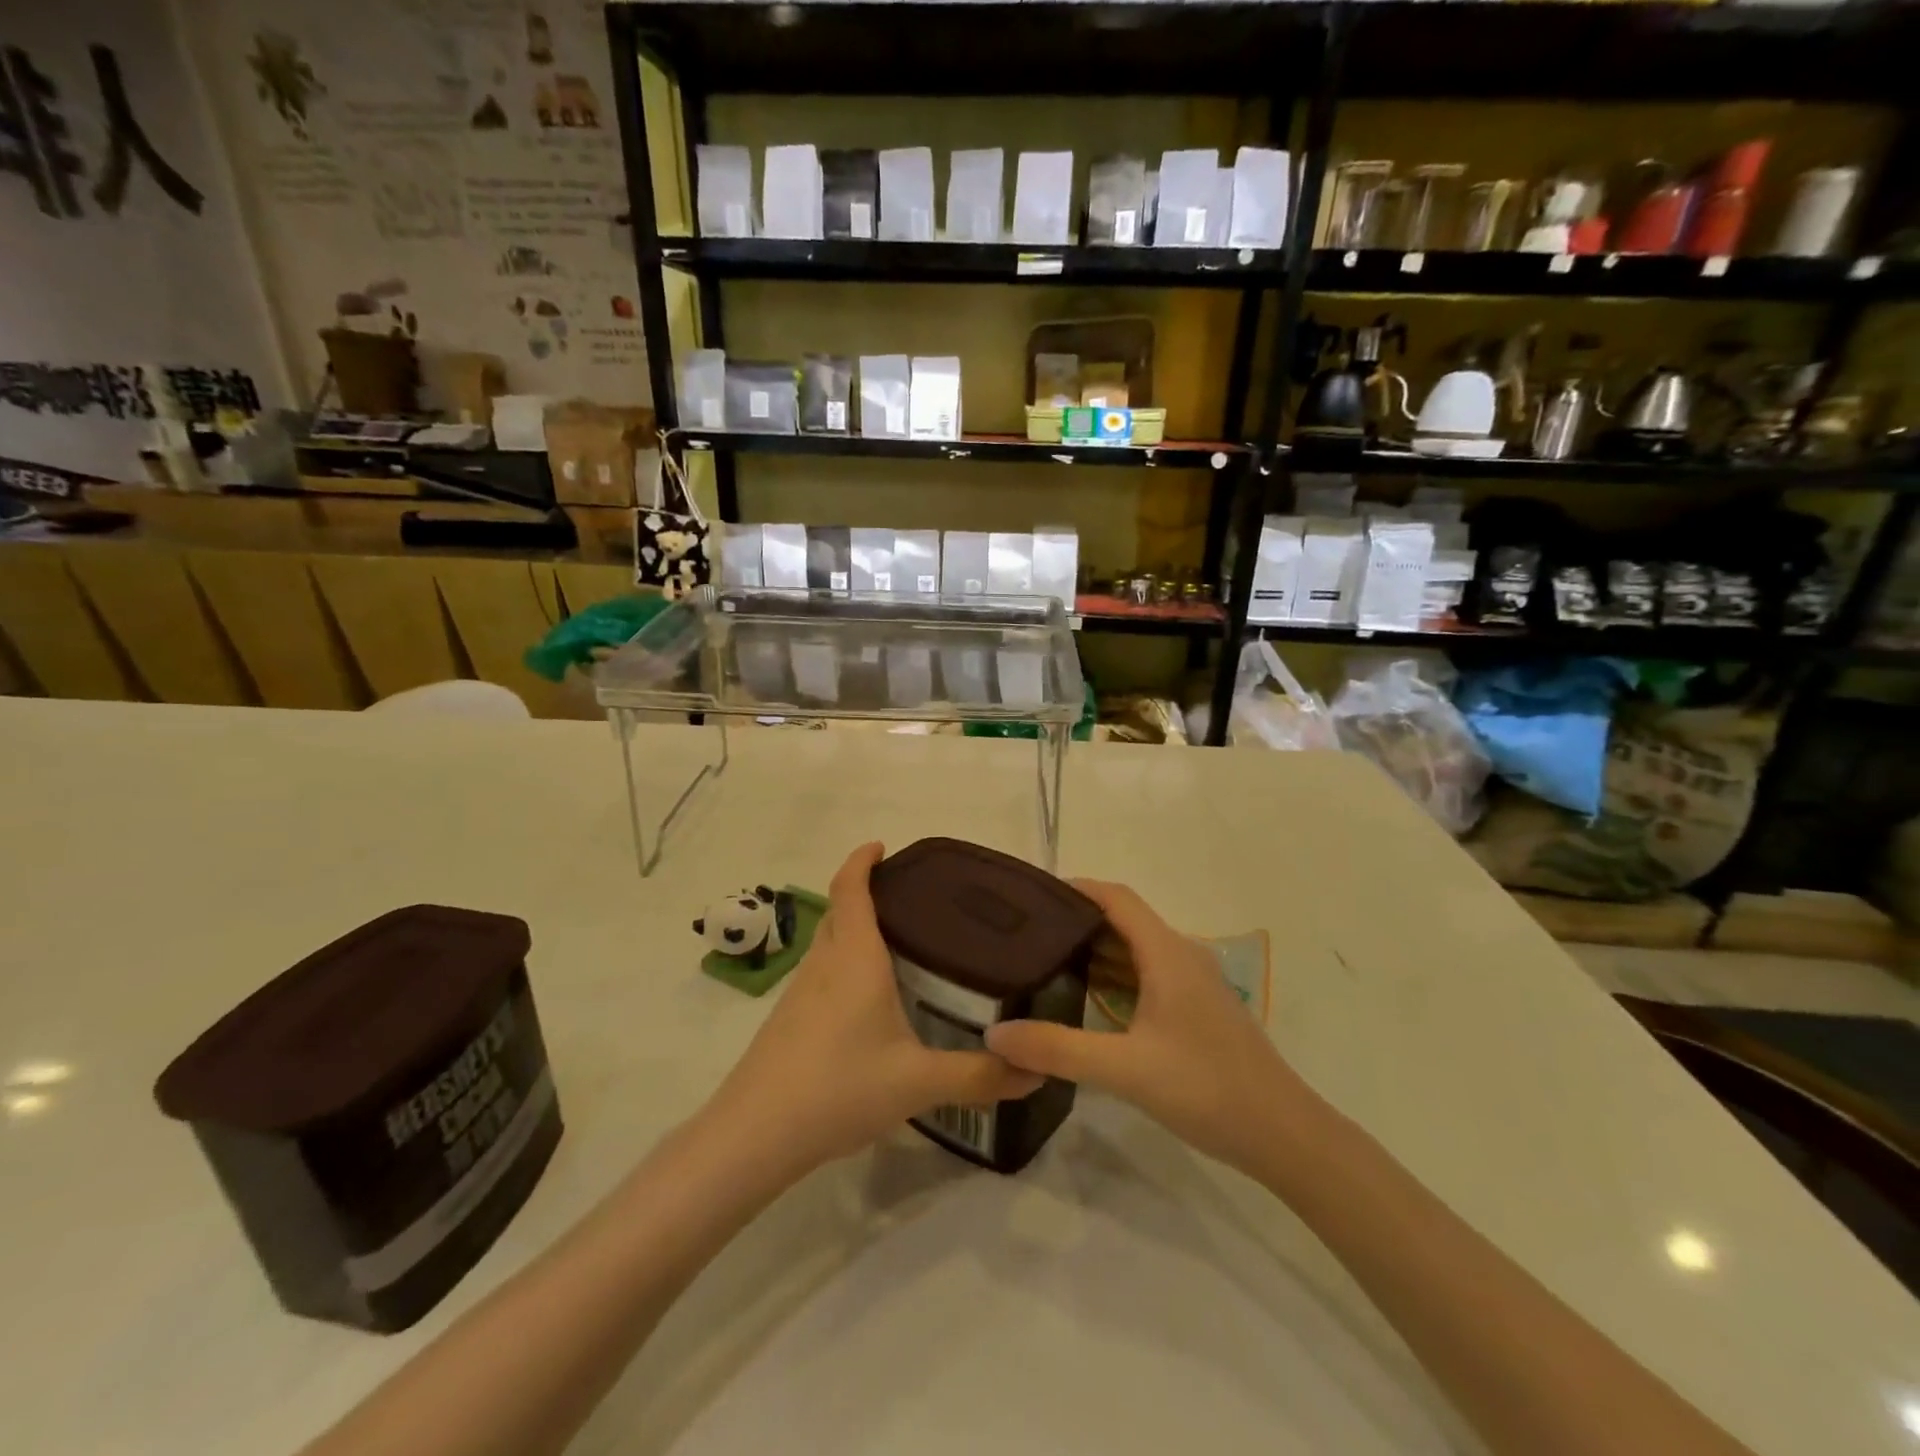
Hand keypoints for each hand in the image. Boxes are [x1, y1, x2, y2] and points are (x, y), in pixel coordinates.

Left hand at [702, 843, 1041, 1177]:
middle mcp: (824, 964)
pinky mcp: (788, 1020)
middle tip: (911, 901)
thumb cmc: (840, 1086)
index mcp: (854, 957)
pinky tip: (868, 1002)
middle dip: (866, 894)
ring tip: (898, 946)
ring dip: (853, 930)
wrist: (755, 1134)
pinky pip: (821, 974)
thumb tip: (1035, 1074)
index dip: (862, 860)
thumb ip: (979, 1076)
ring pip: (829, 944)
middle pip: (839, 911)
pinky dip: (844, 965)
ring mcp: (799, 992)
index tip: (882, 847)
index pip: (851, 889)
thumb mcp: (918, 1082)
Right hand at [986, 880, 1314, 1177]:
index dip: (1075, 889)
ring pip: (1136, 951)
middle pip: (1123, 921)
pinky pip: (1148, 976)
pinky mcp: (1198, 1009)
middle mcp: (1182, 956)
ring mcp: (1193, 983)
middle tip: (1025, 936)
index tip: (1032, 898)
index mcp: (1167, 953)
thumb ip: (1057, 1049)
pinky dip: (1115, 978)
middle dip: (1076, 922)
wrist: (1284, 1135)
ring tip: (1045, 963)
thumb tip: (995, 1034)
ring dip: (1095, 952)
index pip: (1116, 898)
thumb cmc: (1206, 1089)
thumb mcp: (1124, 1069)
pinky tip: (1087, 1001)